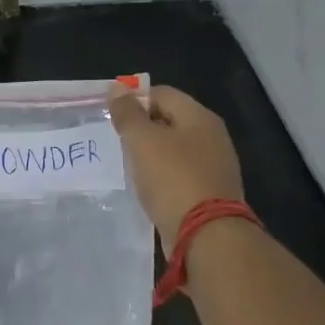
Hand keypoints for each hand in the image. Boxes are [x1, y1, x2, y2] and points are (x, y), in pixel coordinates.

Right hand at [108, 85, 244, 252]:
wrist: (207, 236)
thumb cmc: (172, 179)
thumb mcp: (142, 141)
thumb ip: (128, 113)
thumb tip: (117, 88)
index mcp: (199, 117)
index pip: (162, 94)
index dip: (134, 100)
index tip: (111, 118)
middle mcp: (212, 137)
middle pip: (169, 120)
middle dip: (141, 128)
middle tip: (116, 142)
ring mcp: (214, 166)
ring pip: (174, 149)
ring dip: (150, 154)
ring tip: (128, 166)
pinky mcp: (210, 193)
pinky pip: (179, 174)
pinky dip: (162, 176)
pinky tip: (147, 188)